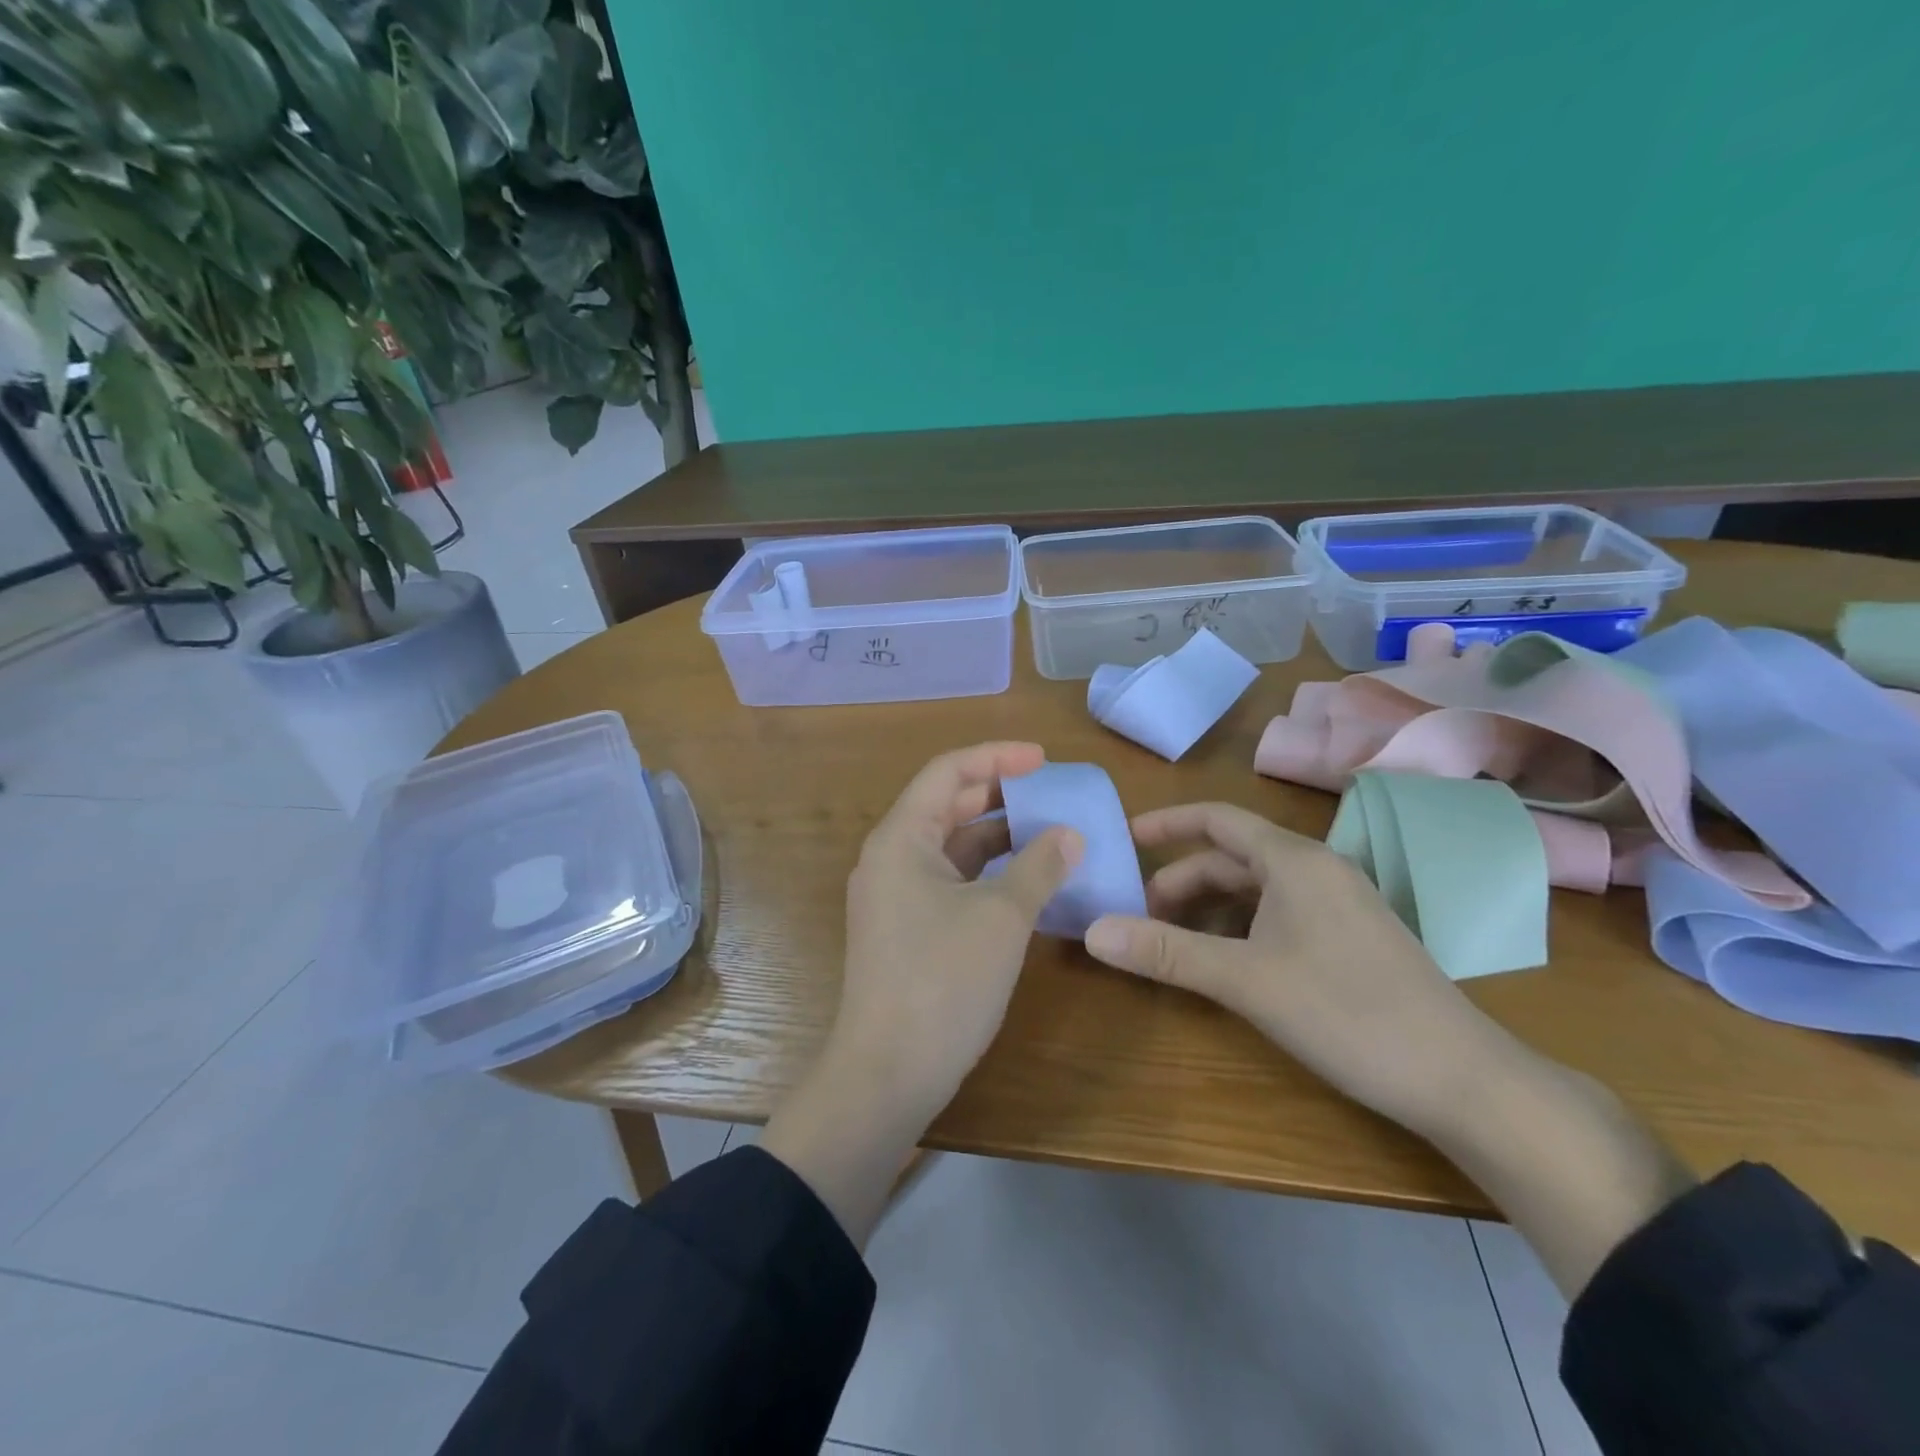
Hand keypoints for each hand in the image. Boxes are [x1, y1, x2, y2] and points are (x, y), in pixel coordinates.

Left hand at [831, 741, 1081, 1122]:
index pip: (948, 773)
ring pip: (951, 847)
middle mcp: (890, 858)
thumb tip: (1069, 835)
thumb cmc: (943, 981)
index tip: (1044, 759)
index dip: (997, 757)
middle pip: (947, 806)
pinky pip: (950, 881)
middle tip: (1052, 795)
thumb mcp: (1002, 917)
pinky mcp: (906, 929)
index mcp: (901, 838)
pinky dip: (986, 874)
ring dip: (997, 837)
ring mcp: (895, 896)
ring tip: (1049, 834)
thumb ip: (1039, 867)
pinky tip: (1026, 882)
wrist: (888, 1073)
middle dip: (1000, 795)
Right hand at [1081, 802, 1509, 1133]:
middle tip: (1140, 915)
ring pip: (1256, 888)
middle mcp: (1317, 870)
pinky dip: (1241, 926)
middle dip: (1181, 879)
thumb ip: (1166, 952)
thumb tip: (1092, 932)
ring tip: (1173, 940)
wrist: (1464, 1079)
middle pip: (1232, 857)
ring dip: (1209, 906)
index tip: (1123, 838)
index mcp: (1294, 861)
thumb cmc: (1347, 1012)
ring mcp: (1339, 904)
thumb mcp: (1245, 980)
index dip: (1167, 823)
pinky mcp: (1351, 938)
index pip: (1217, 818)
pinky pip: (1280, 913)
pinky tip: (1226, 960)